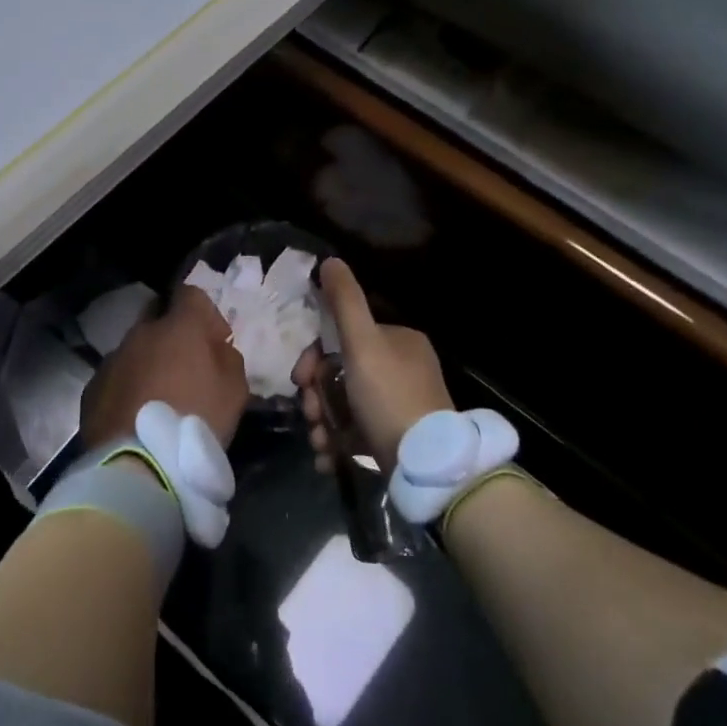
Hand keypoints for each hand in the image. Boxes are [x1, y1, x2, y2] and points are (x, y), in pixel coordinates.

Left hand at [81, 285, 249, 451]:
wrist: (138, 466)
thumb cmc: (195, 421)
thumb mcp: (235, 389)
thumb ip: (227, 357)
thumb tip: (215, 347)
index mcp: (178, 327)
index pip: (190, 294)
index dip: (205, 313)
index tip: (214, 341)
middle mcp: (141, 334)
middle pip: (157, 319)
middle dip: (172, 336)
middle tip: (185, 369)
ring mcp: (112, 360)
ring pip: (134, 350)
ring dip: (147, 364)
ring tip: (158, 399)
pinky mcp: (92, 388)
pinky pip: (116, 378)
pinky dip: (127, 388)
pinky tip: (135, 416)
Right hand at [294, 259, 454, 474]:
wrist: (426, 465)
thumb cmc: (389, 395)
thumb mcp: (363, 342)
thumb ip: (344, 301)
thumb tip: (330, 260)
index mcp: (398, 341)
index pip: (343, 338)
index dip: (314, 357)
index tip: (300, 378)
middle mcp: (402, 368)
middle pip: (340, 373)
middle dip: (317, 395)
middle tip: (309, 414)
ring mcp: (399, 405)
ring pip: (344, 404)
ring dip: (323, 421)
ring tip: (319, 442)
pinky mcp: (395, 437)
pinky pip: (357, 431)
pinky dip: (338, 442)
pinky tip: (328, 457)